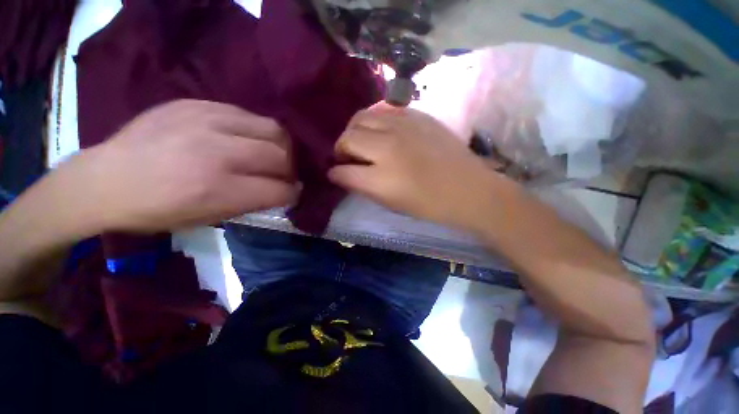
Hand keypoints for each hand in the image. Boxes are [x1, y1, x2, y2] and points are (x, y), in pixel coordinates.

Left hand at [47, 100, 298, 234]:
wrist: (105, 179)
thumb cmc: (158, 211)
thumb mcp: (210, 218)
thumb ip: (253, 202)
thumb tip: (283, 191)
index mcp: (218, 188)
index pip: (280, 190)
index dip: (293, 194)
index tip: (292, 195)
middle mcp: (217, 151)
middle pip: (282, 156)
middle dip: (290, 170)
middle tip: (283, 176)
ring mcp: (207, 120)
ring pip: (273, 129)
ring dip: (281, 147)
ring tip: (271, 155)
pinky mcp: (198, 103)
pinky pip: (248, 115)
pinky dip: (258, 131)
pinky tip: (247, 140)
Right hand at [329, 104, 511, 229]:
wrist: (467, 188)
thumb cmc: (428, 204)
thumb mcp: (390, 203)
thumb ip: (362, 187)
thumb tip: (342, 174)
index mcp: (381, 178)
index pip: (342, 171)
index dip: (335, 173)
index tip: (335, 174)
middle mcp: (387, 146)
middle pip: (347, 137)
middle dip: (341, 148)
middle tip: (348, 157)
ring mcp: (402, 126)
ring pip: (362, 117)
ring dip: (355, 131)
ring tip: (362, 142)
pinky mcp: (416, 115)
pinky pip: (384, 111)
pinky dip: (374, 121)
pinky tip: (381, 132)